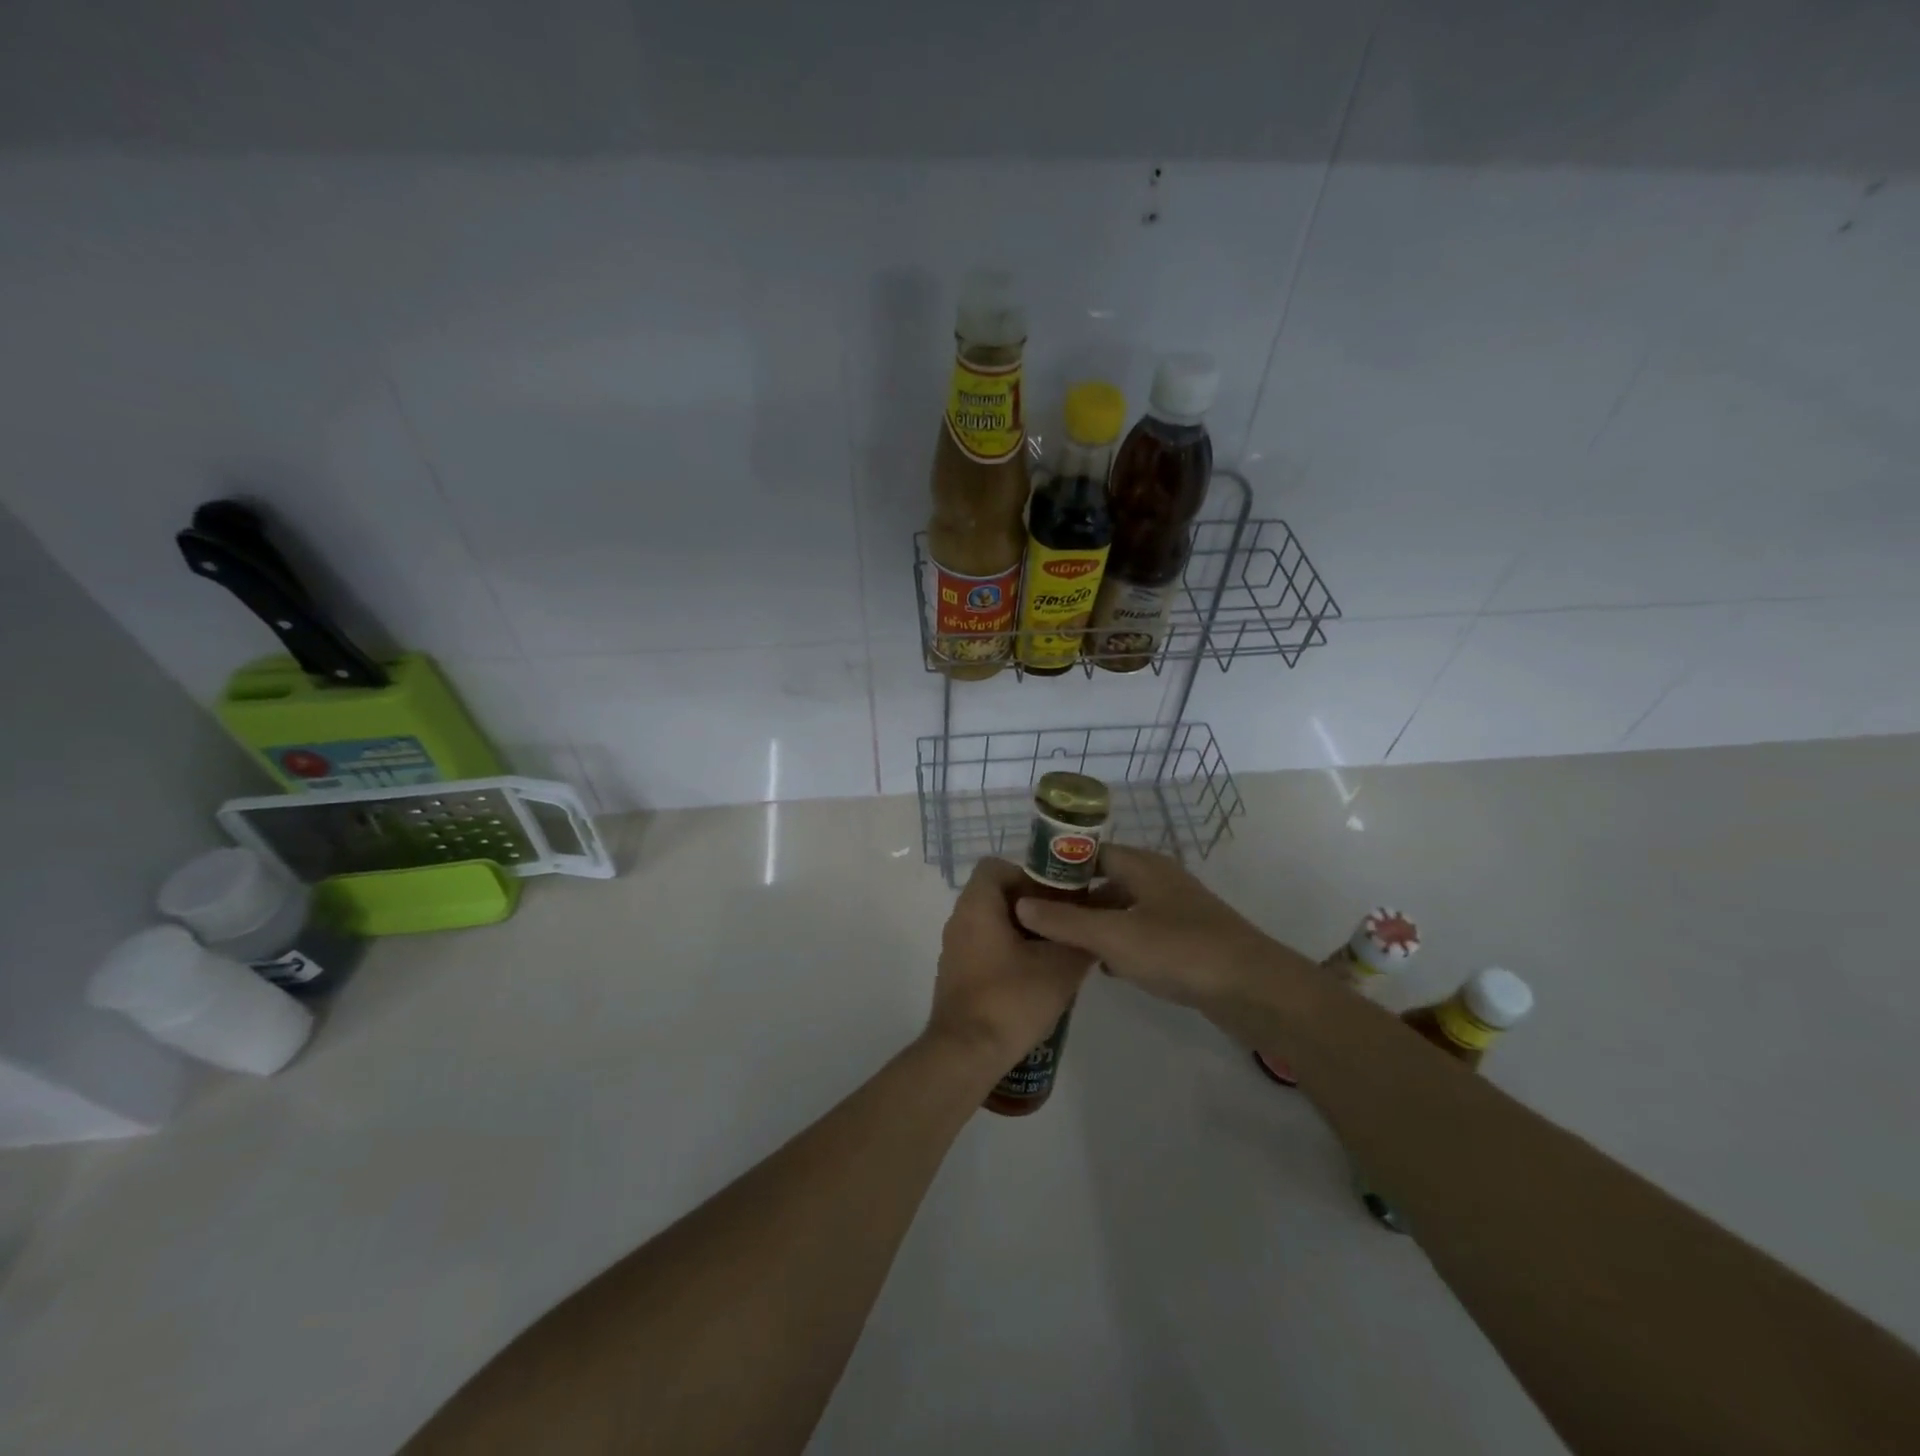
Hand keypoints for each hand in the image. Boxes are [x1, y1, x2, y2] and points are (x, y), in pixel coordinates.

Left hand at [928, 858, 1097, 1069]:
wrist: (966, 1054)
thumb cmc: (1011, 1000)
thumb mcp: (1060, 967)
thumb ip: (1081, 939)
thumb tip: (1096, 924)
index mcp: (977, 906)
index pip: (997, 867)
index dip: (1029, 875)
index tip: (1056, 898)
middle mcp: (959, 920)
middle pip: (997, 895)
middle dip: (1033, 906)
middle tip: (1064, 925)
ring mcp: (955, 949)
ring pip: (992, 924)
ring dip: (1024, 932)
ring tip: (1056, 953)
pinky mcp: (957, 975)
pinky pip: (985, 948)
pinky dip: (1009, 953)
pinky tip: (1035, 979)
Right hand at [1012, 845, 1311, 1013]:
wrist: (1253, 989)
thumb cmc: (1179, 950)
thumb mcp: (1113, 936)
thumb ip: (1064, 922)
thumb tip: (1020, 905)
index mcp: (1142, 865)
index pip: (1089, 852)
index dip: (1058, 866)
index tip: (1028, 888)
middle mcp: (1158, 879)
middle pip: (1104, 880)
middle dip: (1073, 899)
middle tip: (1039, 921)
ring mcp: (1175, 910)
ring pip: (1122, 908)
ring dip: (1095, 924)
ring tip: (1062, 946)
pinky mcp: (1186, 939)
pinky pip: (1140, 932)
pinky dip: (1119, 943)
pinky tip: (1104, 967)